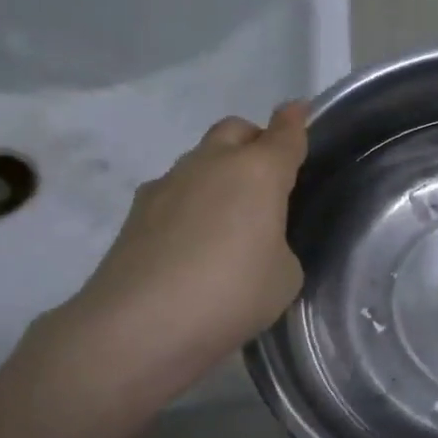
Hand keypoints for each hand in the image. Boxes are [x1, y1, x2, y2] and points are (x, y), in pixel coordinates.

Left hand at [45, 103, 309, 393]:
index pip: (285, 135)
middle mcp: (212, 165)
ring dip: (219, 174)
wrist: (140, 325)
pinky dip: (191, 203)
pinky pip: (176, 192)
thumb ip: (277, 243)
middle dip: (255, 141)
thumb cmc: (232, 294)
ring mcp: (168, 184)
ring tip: (229, 220)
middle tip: (268, 177)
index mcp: (258, 172)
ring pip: (201, 159)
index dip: (296, 122)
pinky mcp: (137, 212)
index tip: (301, 112)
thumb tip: (254, 238)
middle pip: (236, 130)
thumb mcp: (284, 276)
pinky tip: (193, 244)